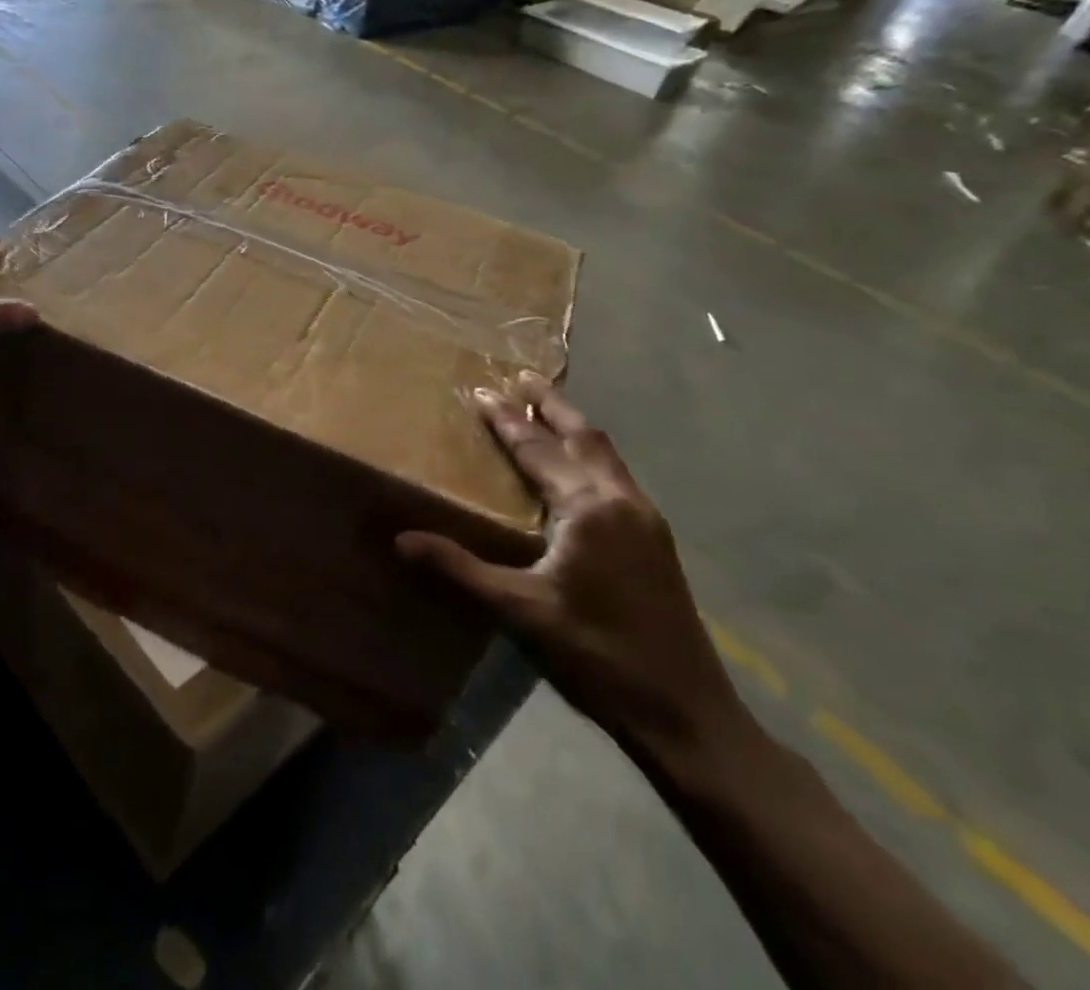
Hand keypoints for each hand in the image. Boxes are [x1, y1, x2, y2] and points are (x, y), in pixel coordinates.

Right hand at [398, 374, 742, 758]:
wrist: (687, 713)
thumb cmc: (598, 655)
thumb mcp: (521, 612)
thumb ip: (461, 569)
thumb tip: (402, 540)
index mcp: (588, 509)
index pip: (537, 450)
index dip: (506, 420)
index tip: (481, 389)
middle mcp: (621, 501)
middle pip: (583, 436)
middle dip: (551, 405)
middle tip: (522, 377)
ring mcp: (646, 520)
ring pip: (606, 454)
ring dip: (573, 427)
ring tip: (545, 410)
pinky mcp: (656, 541)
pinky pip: (617, 476)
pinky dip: (591, 455)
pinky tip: (578, 469)